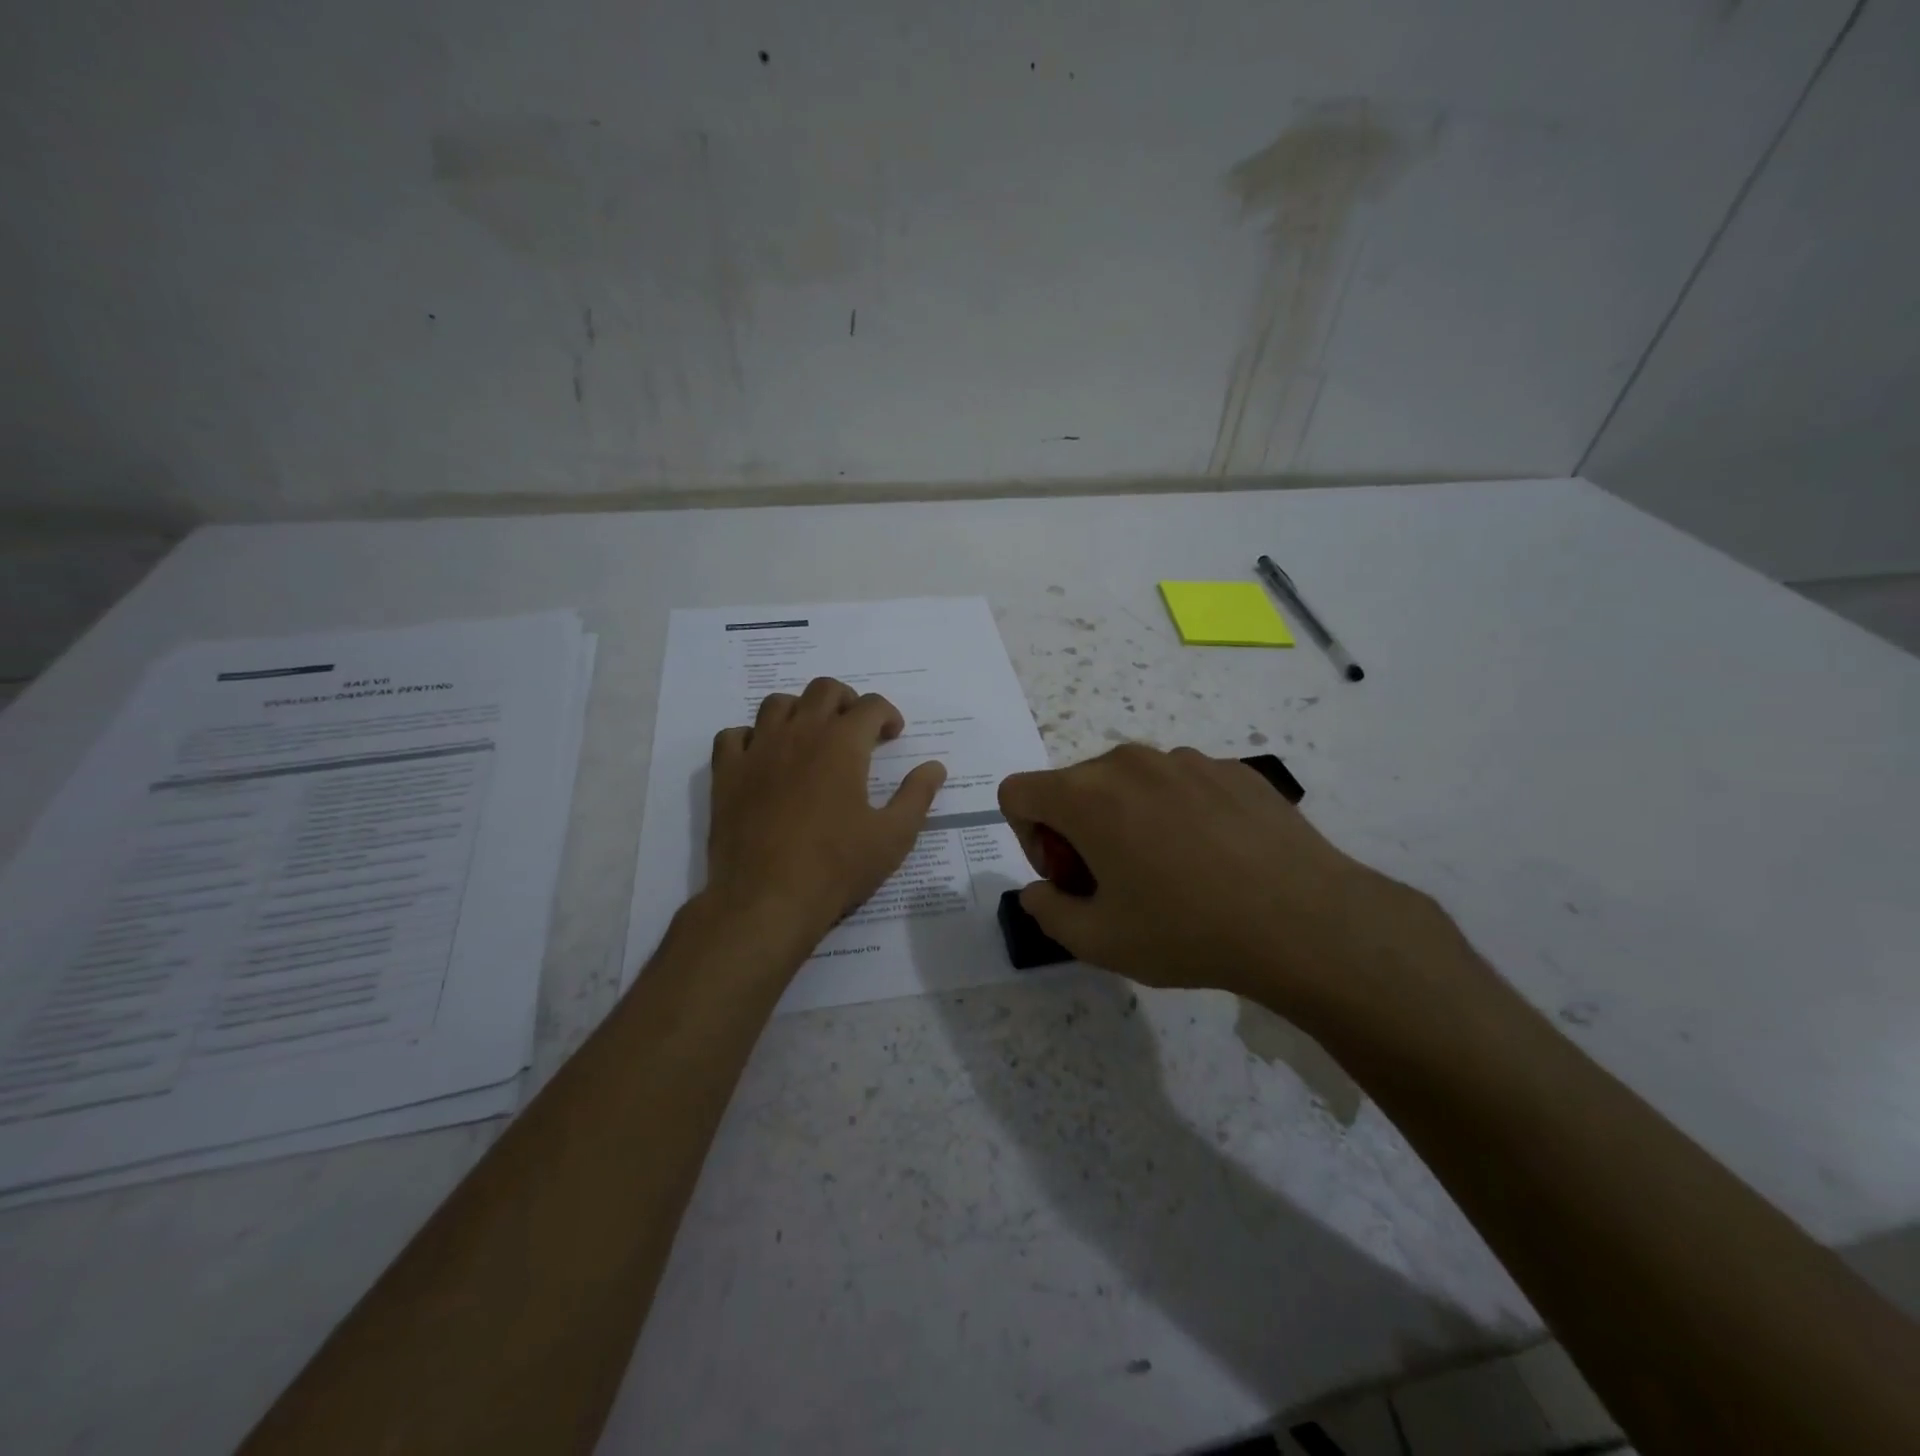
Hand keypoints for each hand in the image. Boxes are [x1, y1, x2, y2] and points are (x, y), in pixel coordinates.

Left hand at [706, 677, 946, 949]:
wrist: (766, 899)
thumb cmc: (837, 867)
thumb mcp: (893, 836)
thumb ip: (917, 795)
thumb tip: (935, 767)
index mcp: (842, 744)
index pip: (871, 705)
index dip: (888, 715)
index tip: (893, 736)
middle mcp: (799, 734)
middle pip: (823, 690)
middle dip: (847, 701)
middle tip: (856, 729)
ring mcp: (758, 750)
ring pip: (777, 704)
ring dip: (800, 711)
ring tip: (811, 737)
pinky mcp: (726, 773)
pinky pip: (733, 735)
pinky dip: (751, 737)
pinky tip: (763, 758)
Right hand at [997, 744, 1451, 1019]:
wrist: (1303, 920)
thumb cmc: (1186, 930)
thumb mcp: (1098, 942)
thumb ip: (1047, 912)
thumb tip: (1039, 890)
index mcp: (1086, 795)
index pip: (1018, 792)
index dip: (1027, 838)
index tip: (1069, 876)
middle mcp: (1129, 762)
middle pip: (1074, 785)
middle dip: (1077, 830)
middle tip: (1117, 883)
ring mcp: (1185, 759)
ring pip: (1129, 783)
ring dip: (1129, 819)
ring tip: (1173, 872)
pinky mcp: (1231, 768)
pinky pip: (1181, 784)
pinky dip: (1178, 814)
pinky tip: (1217, 858)